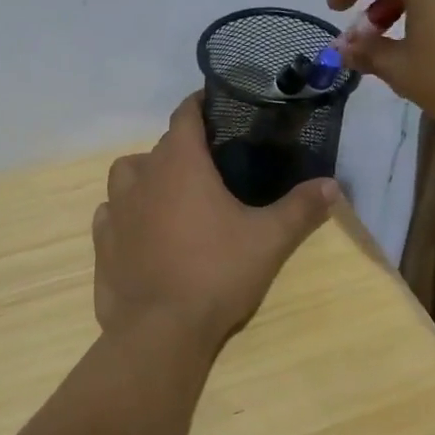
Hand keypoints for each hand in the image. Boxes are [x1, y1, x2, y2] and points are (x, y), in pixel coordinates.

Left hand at [93, 94, 337, 349]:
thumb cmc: (216, 273)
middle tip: (211, 163)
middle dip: (184, 146)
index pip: (185, 114)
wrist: (159, 330)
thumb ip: (301, 208)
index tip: (217, 106)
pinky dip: (126, 211)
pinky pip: (111, 211)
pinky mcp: (101, 241)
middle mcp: (142, 176)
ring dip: (147, 174)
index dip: (200, 104)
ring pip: (128, 173)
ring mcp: (115, 208)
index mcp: (180, 163)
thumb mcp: (269, 240)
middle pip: (161, 145)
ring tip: (171, 192)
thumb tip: (333, 185)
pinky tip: (143, 229)